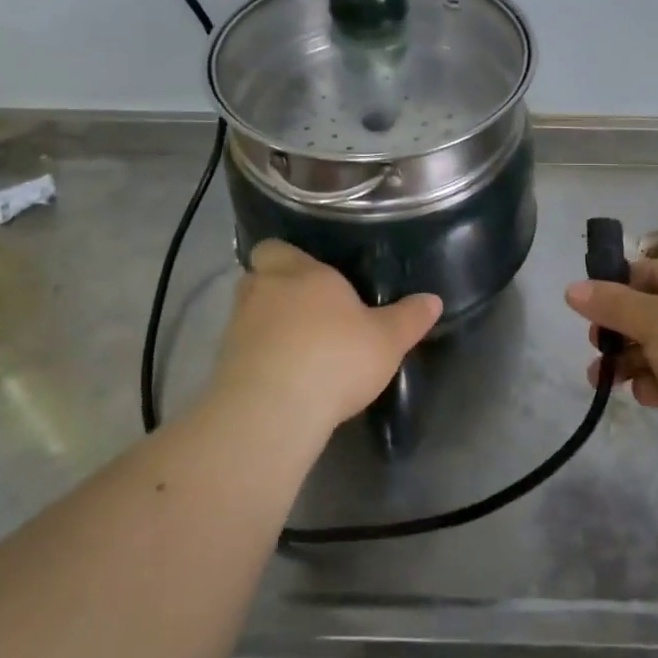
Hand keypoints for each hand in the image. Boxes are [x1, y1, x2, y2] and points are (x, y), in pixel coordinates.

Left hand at [204, 241, 441, 440]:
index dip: (288, 258)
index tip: (309, 274)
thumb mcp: (386, 340)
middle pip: (259, 278)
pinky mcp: (223, 364)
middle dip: (278, 291)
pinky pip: (243, 351)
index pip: (276, 248)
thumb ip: (409, 318)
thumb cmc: (335, 357)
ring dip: (268, 327)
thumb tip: (433, 299)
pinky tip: (283, 379)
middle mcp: (262, 290)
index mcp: (300, 271)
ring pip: (250, 315)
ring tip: (298, 350)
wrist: (272, 410)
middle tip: (309, 311)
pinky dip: (259, 359)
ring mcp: (237, 328)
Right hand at [565, 256, 657, 478]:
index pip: (652, 272)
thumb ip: (612, 304)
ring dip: (629, 362)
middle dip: (619, 331)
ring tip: (602, 378)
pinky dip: (656, 386)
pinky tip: (648, 396)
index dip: (617, 286)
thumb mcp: (655, 319)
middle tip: (598, 344)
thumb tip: (572, 288)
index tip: (587, 305)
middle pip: (652, 314)